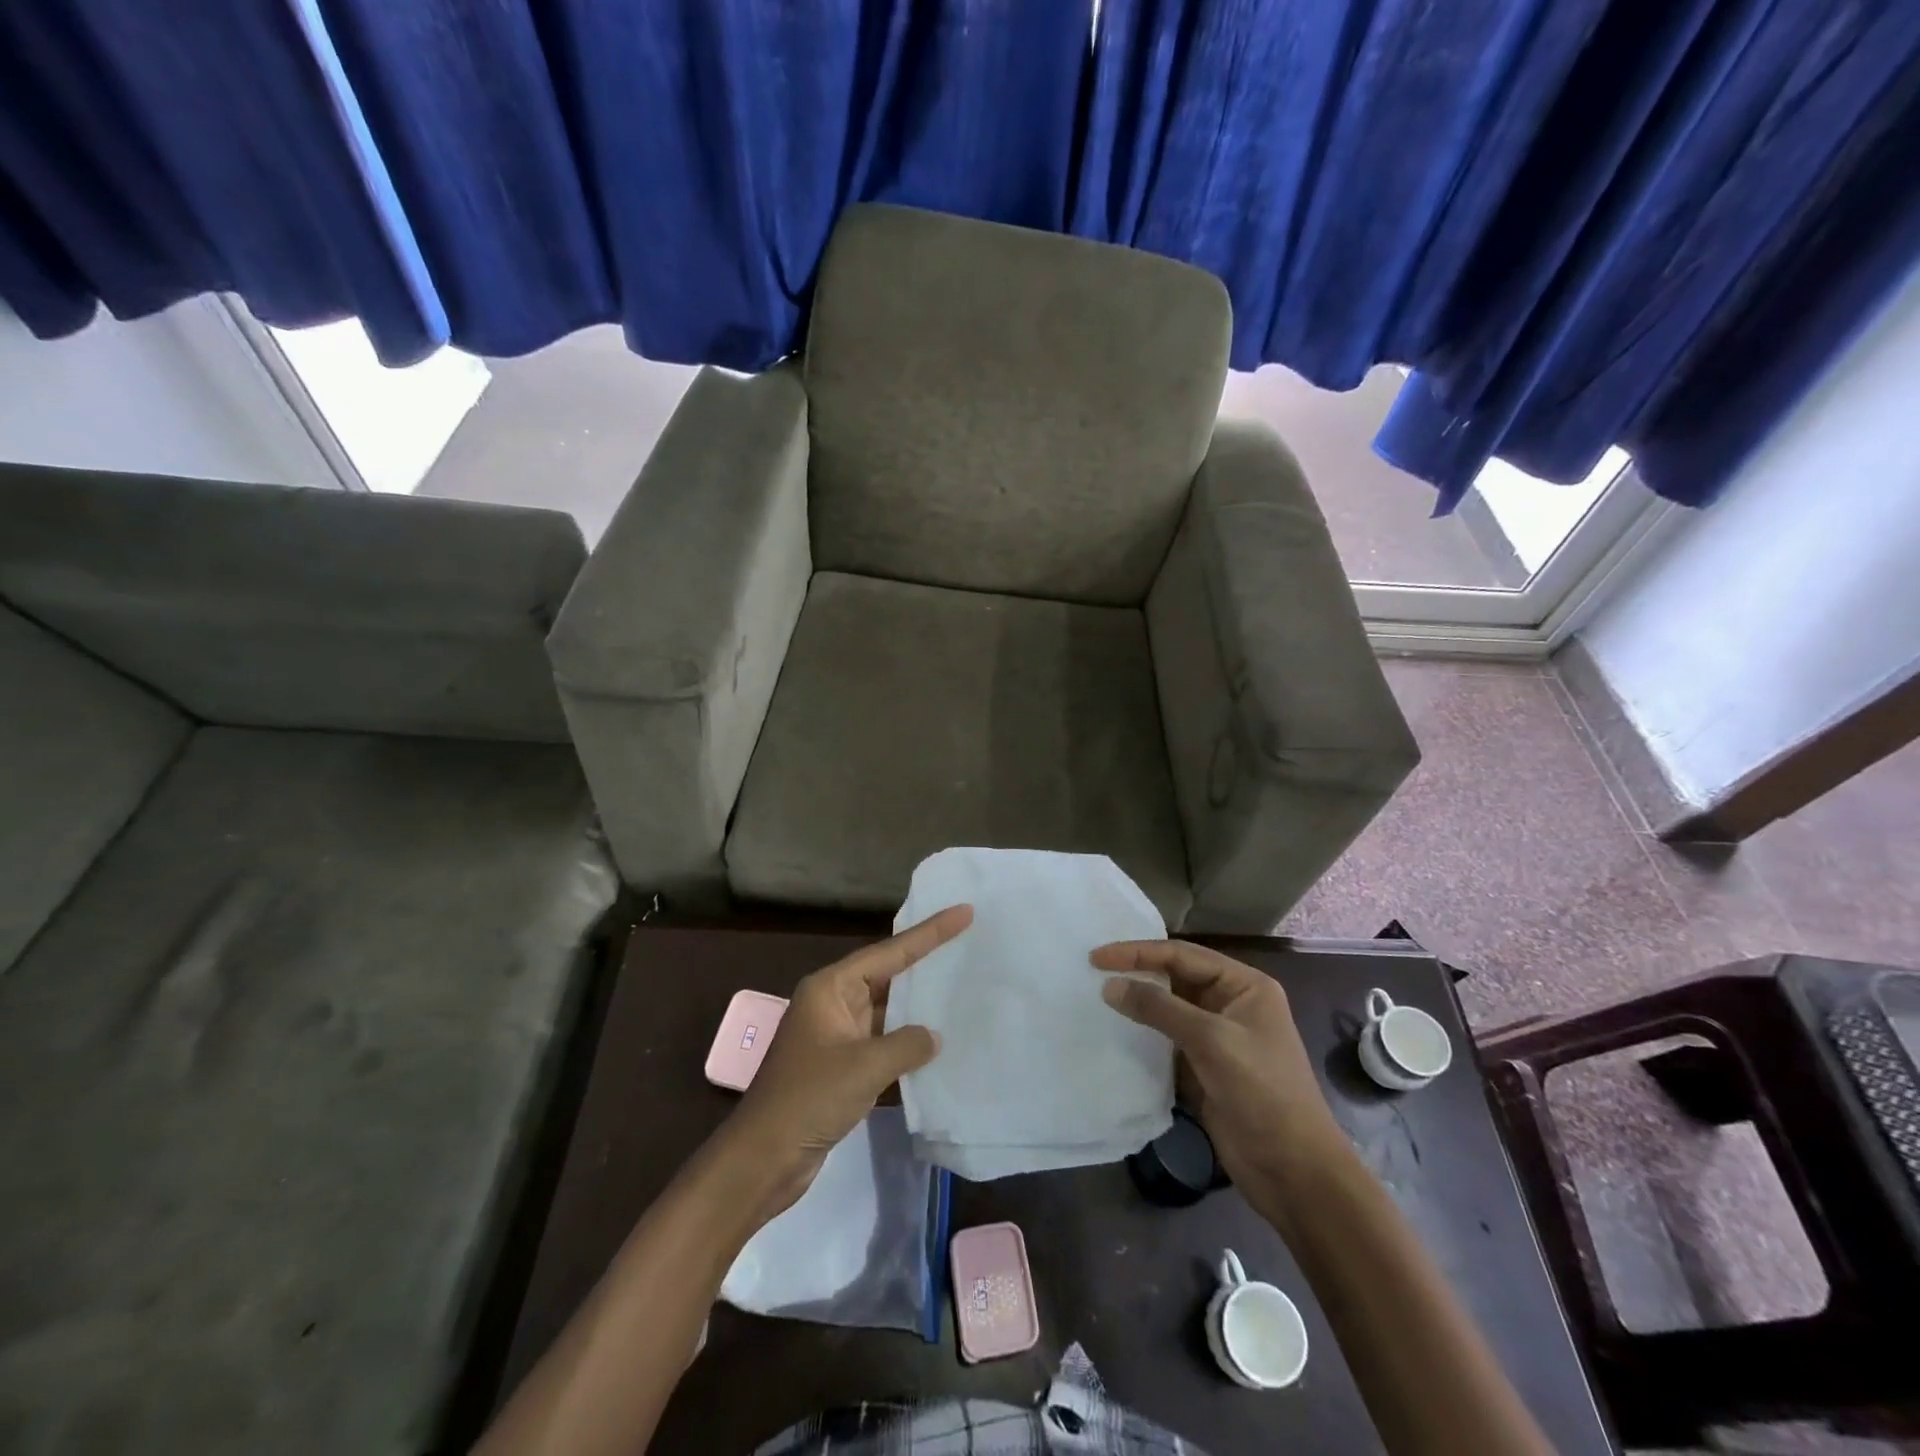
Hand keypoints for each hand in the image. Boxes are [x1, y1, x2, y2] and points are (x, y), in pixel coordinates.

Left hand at [724, 905, 970, 1216]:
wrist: (762, 1160)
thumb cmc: (808, 1099)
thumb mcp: (864, 1066)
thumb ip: (907, 1044)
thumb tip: (932, 1036)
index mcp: (830, 988)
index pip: (889, 952)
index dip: (929, 933)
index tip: (962, 912)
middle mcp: (832, 1004)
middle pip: (887, 975)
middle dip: (925, 963)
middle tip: (967, 942)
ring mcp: (835, 1037)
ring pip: (886, 1011)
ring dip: (918, 1007)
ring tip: (961, 989)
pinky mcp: (840, 1068)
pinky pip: (882, 1043)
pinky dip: (907, 1043)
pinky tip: (938, 1044)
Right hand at [1094, 940, 1348, 1210]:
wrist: (1295, 1173)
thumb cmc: (1262, 1093)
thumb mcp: (1212, 1041)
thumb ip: (1159, 1008)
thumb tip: (1110, 985)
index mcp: (1244, 986)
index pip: (1183, 955)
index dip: (1138, 952)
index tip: (1097, 957)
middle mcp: (1231, 1004)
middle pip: (1175, 977)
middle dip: (1136, 973)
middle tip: (1092, 972)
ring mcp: (1218, 1037)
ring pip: (1168, 1008)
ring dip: (1138, 1004)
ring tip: (1097, 998)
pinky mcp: (1204, 1068)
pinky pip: (1167, 1040)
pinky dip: (1143, 1035)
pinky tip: (1115, 1033)